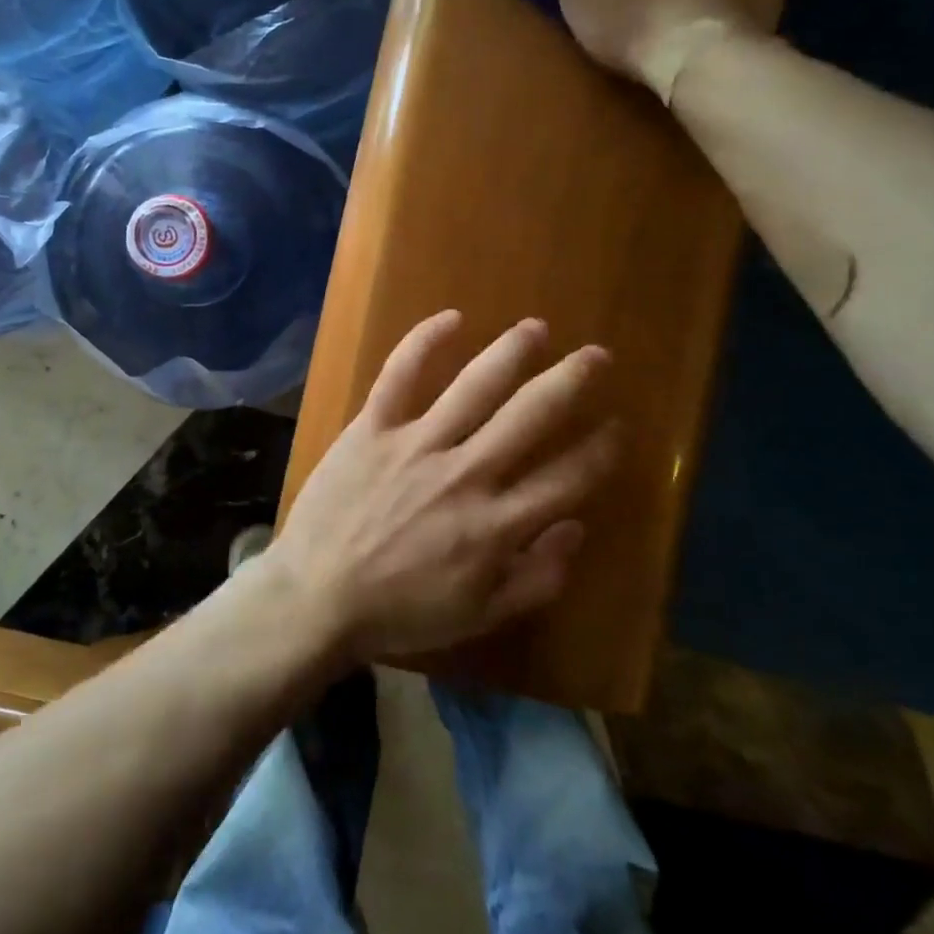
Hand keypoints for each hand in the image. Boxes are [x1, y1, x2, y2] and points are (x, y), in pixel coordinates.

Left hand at [268, 311, 619, 664]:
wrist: (316, 596)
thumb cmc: (400, 611)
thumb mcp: (480, 616)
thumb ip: (537, 578)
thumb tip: (576, 527)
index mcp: (496, 524)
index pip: (566, 478)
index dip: (599, 450)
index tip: (617, 427)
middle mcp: (465, 474)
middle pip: (530, 416)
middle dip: (570, 381)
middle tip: (596, 355)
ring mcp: (417, 444)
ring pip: (475, 386)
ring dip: (511, 352)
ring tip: (536, 328)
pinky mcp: (372, 427)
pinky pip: (400, 375)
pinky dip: (424, 342)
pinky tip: (451, 318)